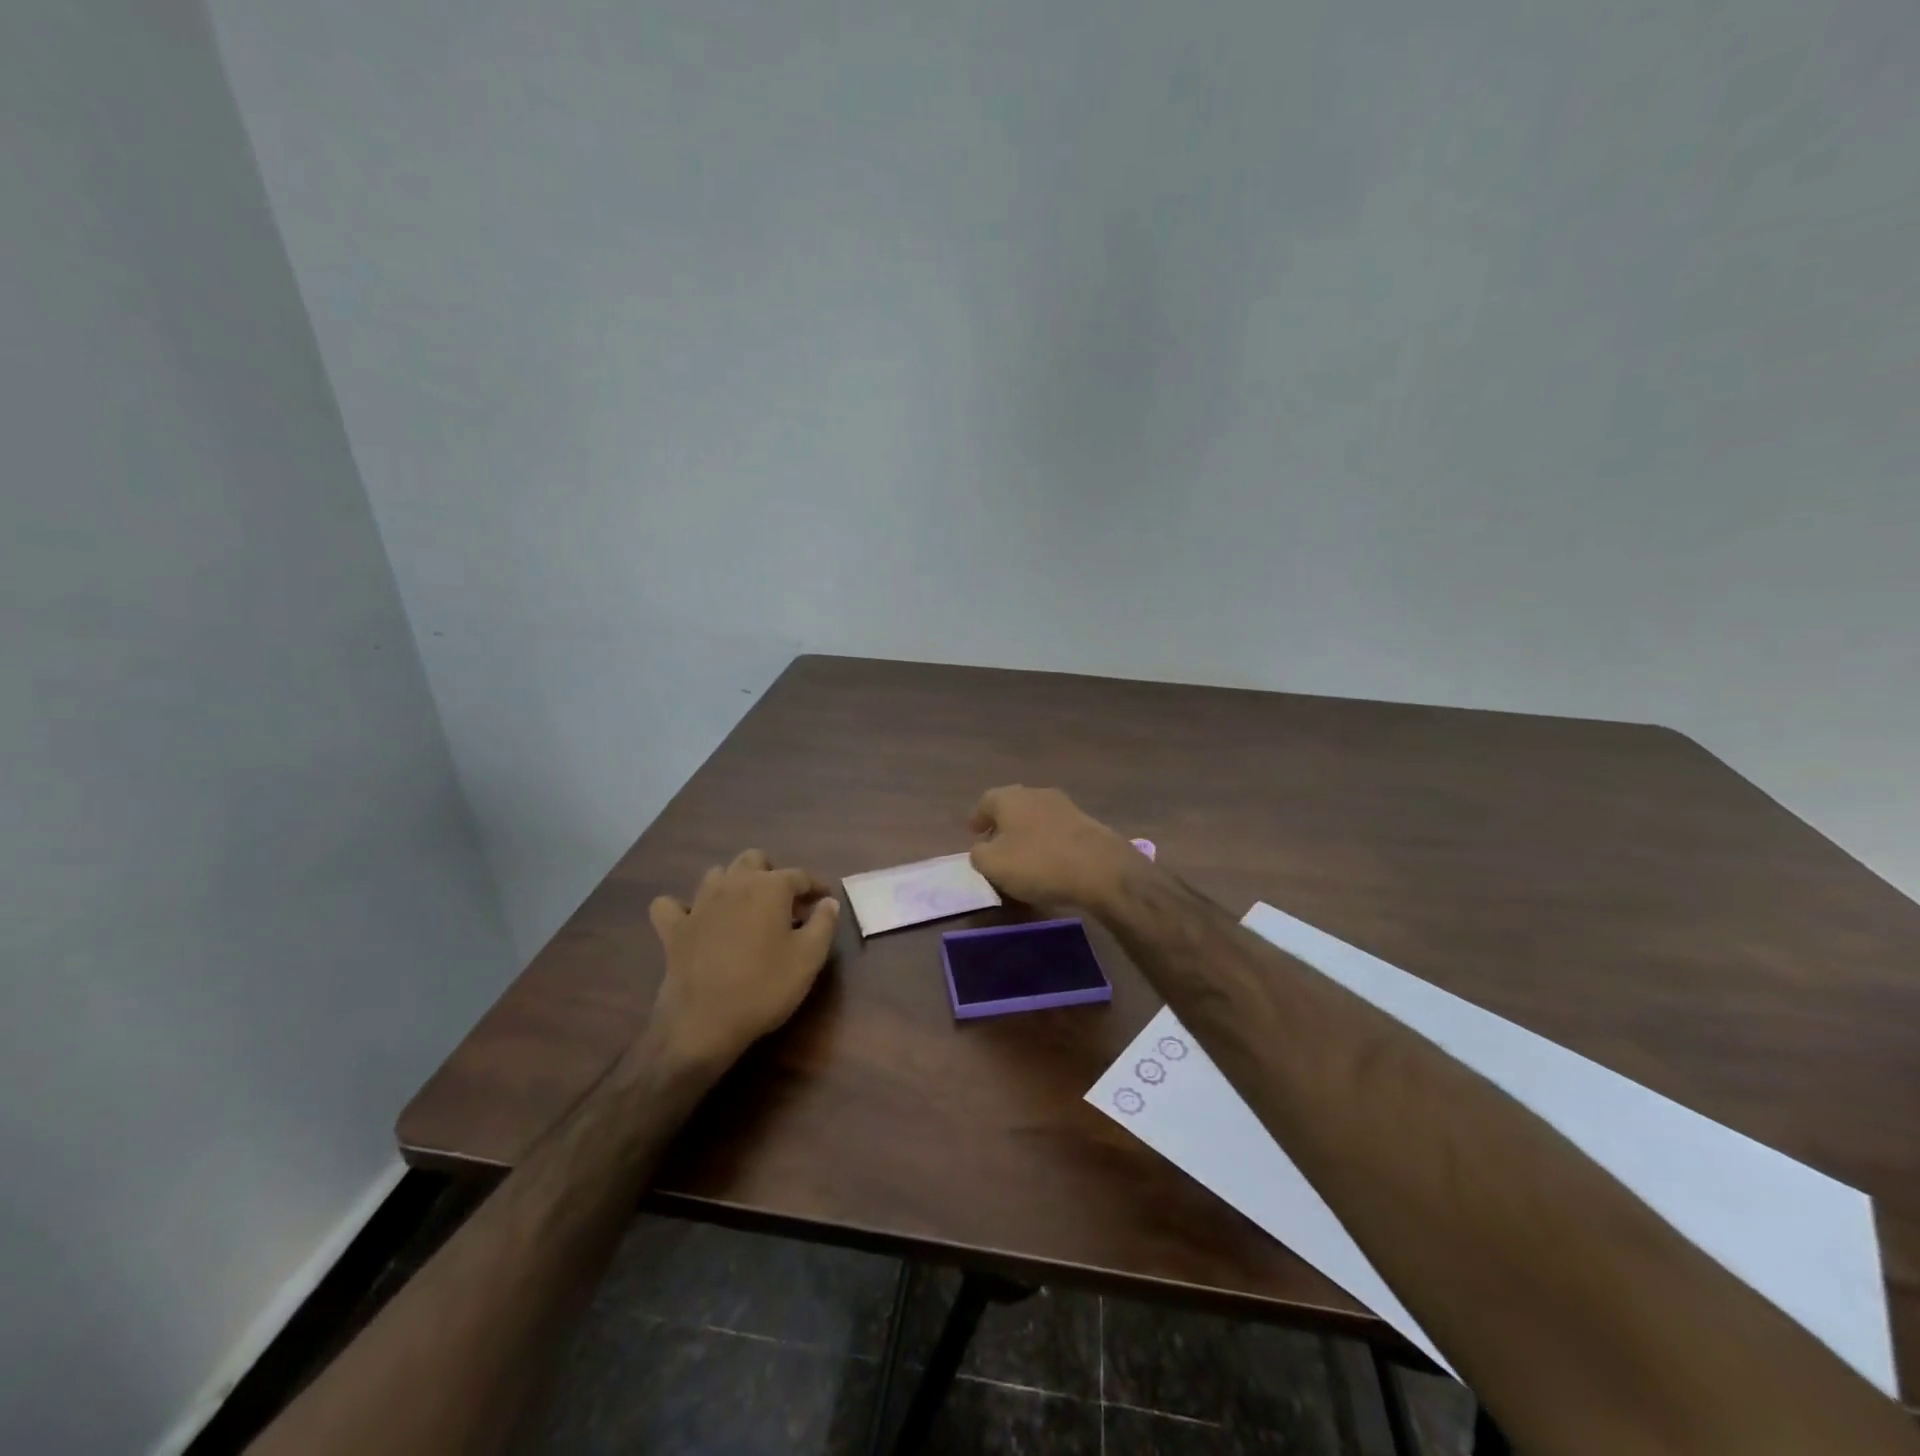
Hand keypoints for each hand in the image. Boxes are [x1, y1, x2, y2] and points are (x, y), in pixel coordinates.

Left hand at [646, 849, 840, 1072]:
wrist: (704, 1023)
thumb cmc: (765, 987)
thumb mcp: (809, 958)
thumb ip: (824, 923)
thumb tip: (828, 901)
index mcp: (770, 887)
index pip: (799, 875)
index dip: (815, 886)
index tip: (823, 900)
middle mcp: (734, 884)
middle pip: (754, 859)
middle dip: (771, 873)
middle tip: (784, 904)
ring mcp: (699, 904)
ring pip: (716, 874)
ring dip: (733, 884)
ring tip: (746, 909)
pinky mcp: (673, 928)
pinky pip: (670, 905)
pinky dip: (682, 908)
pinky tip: (693, 921)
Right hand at [968, 786, 1141, 907]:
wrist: (1100, 869)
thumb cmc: (1037, 863)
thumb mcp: (992, 864)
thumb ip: (978, 854)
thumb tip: (982, 848)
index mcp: (1010, 798)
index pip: (986, 801)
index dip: (977, 818)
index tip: (973, 834)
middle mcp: (1037, 794)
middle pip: (1013, 806)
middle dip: (1002, 825)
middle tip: (995, 845)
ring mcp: (1065, 807)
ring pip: (1036, 817)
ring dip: (1026, 833)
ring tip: (1022, 857)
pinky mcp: (1087, 824)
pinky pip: (1057, 831)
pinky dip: (1048, 843)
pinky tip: (1049, 862)